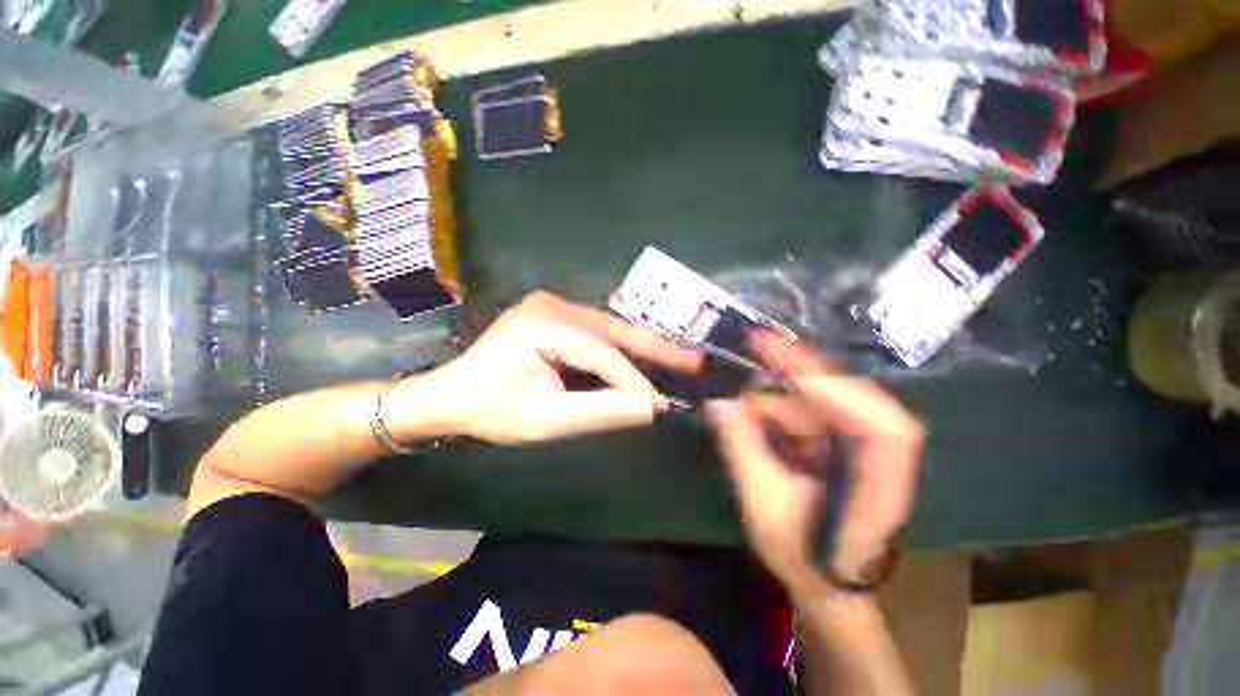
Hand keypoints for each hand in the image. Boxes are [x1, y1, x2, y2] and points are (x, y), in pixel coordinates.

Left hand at [389, 291, 701, 444]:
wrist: (451, 396)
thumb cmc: (491, 411)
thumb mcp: (544, 420)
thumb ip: (600, 411)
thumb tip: (650, 406)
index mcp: (543, 324)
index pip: (602, 354)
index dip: (635, 381)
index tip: (664, 404)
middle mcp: (552, 304)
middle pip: (615, 331)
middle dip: (657, 349)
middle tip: (696, 362)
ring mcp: (554, 304)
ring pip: (611, 329)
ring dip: (644, 347)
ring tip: (680, 360)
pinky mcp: (556, 313)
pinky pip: (599, 331)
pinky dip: (623, 347)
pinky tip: (646, 356)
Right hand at [708, 331, 923, 589]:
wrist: (819, 571)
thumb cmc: (801, 552)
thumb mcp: (764, 505)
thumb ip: (742, 451)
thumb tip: (718, 402)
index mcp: (881, 483)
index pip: (882, 428)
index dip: (839, 391)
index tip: (790, 363)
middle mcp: (880, 452)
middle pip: (852, 396)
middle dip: (804, 367)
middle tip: (760, 342)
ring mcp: (859, 440)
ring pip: (826, 395)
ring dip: (786, 377)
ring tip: (750, 357)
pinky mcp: (839, 436)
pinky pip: (812, 405)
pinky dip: (782, 394)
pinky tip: (755, 387)